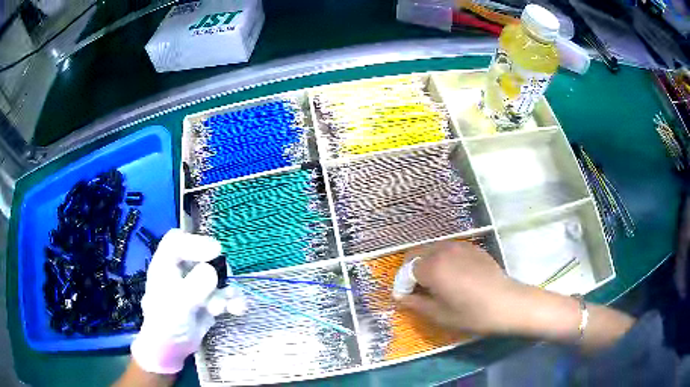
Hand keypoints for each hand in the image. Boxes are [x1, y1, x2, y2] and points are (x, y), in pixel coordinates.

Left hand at [130, 229, 245, 374]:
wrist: (172, 349)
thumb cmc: (167, 324)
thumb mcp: (178, 305)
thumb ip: (194, 286)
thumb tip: (212, 271)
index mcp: (165, 265)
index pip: (177, 241)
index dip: (194, 242)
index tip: (215, 251)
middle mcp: (181, 272)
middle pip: (202, 256)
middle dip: (217, 269)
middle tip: (224, 280)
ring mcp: (196, 286)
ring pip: (218, 277)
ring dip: (227, 290)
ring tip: (225, 306)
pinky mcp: (208, 300)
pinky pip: (225, 294)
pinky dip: (234, 301)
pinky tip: (237, 310)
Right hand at [398, 241, 523, 335]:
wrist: (507, 302)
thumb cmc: (471, 313)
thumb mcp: (439, 315)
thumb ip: (416, 304)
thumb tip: (401, 297)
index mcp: (432, 267)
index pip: (407, 270)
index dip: (404, 284)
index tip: (408, 296)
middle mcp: (442, 250)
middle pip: (417, 253)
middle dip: (412, 269)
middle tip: (419, 288)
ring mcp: (459, 245)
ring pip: (433, 249)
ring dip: (427, 262)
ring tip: (437, 281)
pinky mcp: (472, 247)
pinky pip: (449, 249)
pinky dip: (444, 258)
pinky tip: (455, 274)